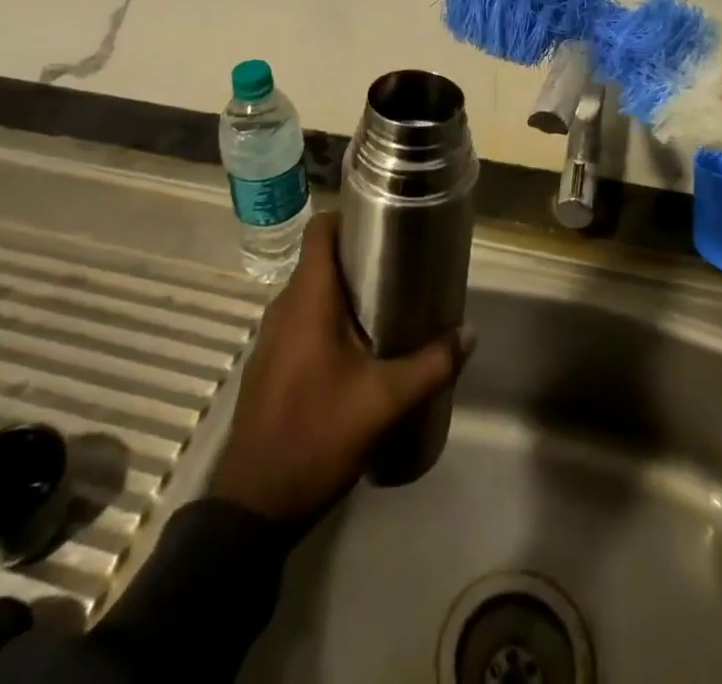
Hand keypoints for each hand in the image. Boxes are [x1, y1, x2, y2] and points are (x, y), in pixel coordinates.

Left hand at [210, 211, 470, 521]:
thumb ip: (430, 365)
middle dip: (359, 257)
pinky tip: (357, 348)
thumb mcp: (384, 402)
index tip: (385, 222)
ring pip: (311, 293)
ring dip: (345, 292)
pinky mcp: (270, 363)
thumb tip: (468, 334)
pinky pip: (302, 321)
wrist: (253, 506)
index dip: (349, 216)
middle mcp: (284, 307)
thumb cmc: (317, 436)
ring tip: (387, 305)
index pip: (320, 230)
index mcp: (307, 299)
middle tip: (402, 267)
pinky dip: (328, 319)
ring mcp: (272, 337)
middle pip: (320, 260)